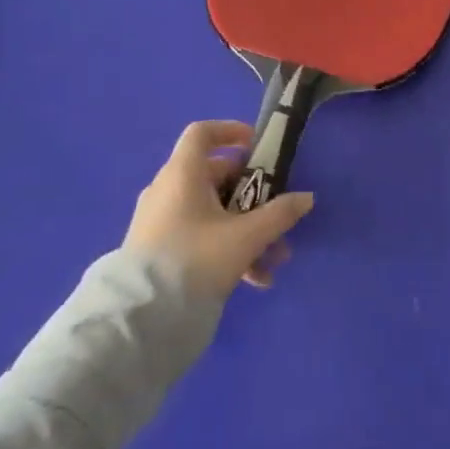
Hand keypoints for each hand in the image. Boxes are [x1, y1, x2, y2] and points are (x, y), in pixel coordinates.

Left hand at [124, 121, 314, 296]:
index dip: (231, 131)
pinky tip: (254, 280)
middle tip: (278, 218)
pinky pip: (199, 236)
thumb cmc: (196, 259)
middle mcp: (168, 190)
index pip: (202, 133)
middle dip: (254, 198)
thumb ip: (280, 214)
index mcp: (183, 174)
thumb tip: (306, 198)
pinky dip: (227, 248)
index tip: (258, 146)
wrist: (143, 317)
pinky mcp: (158, 248)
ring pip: (212, 212)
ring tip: (273, 260)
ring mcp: (160, 220)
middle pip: (217, 177)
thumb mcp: (247, 236)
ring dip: (247, 230)